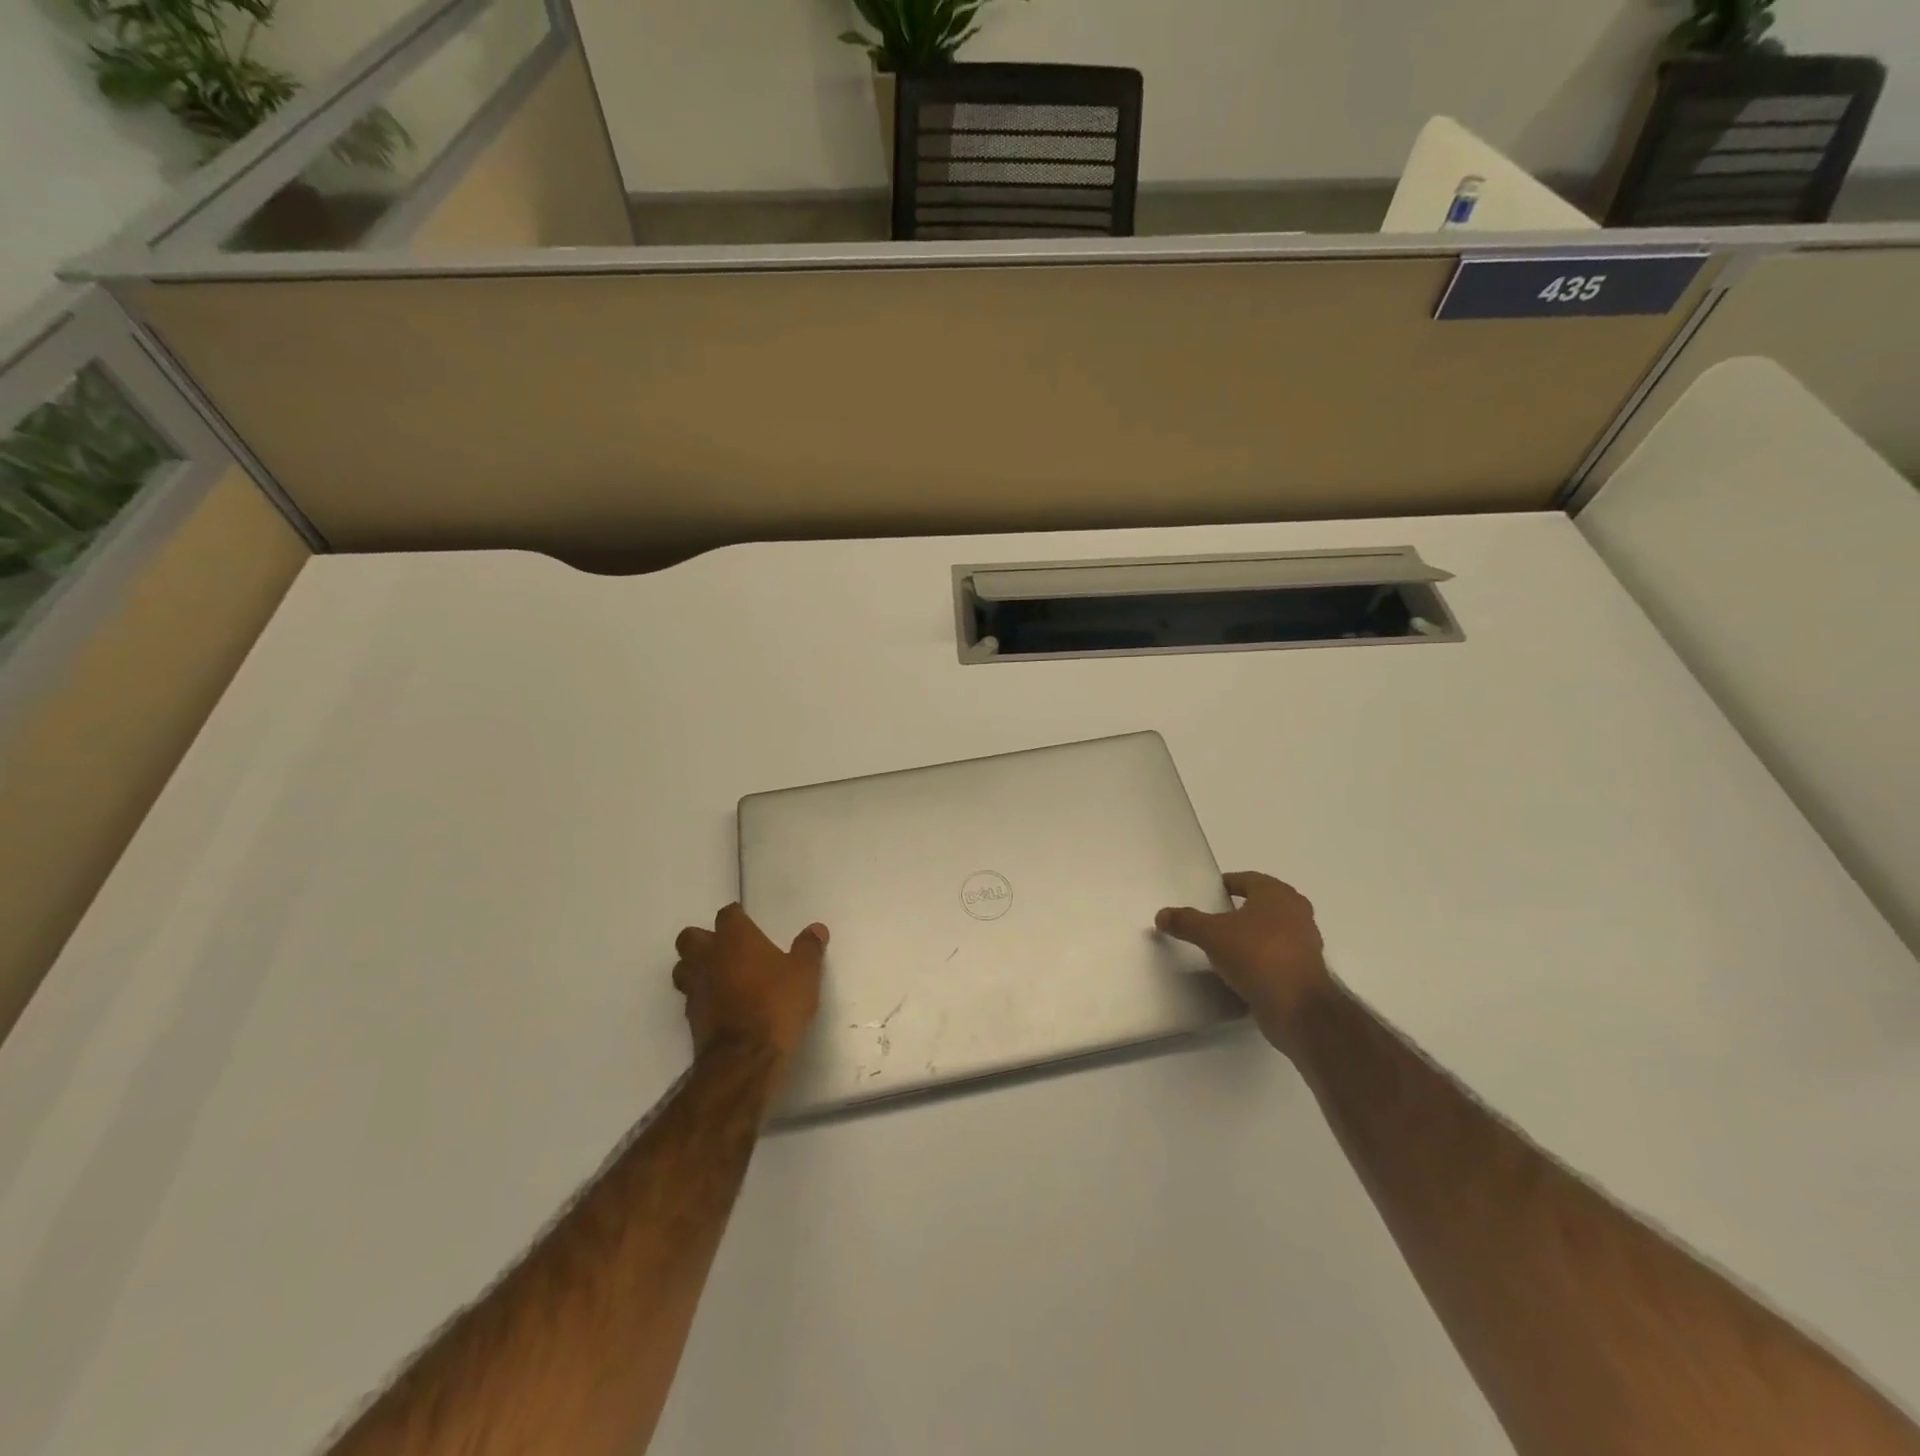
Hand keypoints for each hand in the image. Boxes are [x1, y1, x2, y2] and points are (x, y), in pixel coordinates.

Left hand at [672, 905, 828, 1066]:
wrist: (745, 1057)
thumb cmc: (777, 1004)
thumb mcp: (805, 974)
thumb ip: (809, 948)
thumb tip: (816, 928)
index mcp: (735, 939)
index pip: (727, 915)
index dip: (737, 918)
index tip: (748, 924)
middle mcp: (708, 957)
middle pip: (690, 937)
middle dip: (703, 939)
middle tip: (727, 949)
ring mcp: (695, 988)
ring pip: (682, 967)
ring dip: (695, 967)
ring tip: (718, 976)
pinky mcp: (690, 1018)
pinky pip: (690, 997)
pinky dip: (701, 996)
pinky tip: (720, 1005)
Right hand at [1156, 871, 1332, 1053]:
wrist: (1298, 1008)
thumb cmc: (1257, 956)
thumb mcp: (1212, 935)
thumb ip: (1186, 922)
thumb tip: (1161, 915)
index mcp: (1277, 894)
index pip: (1247, 879)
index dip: (1226, 885)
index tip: (1207, 895)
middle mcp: (1296, 912)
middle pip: (1260, 904)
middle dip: (1237, 910)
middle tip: (1211, 920)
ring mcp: (1304, 942)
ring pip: (1269, 931)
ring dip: (1248, 936)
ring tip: (1221, 946)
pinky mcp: (1304, 970)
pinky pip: (1274, 956)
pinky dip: (1258, 959)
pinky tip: (1238, 970)